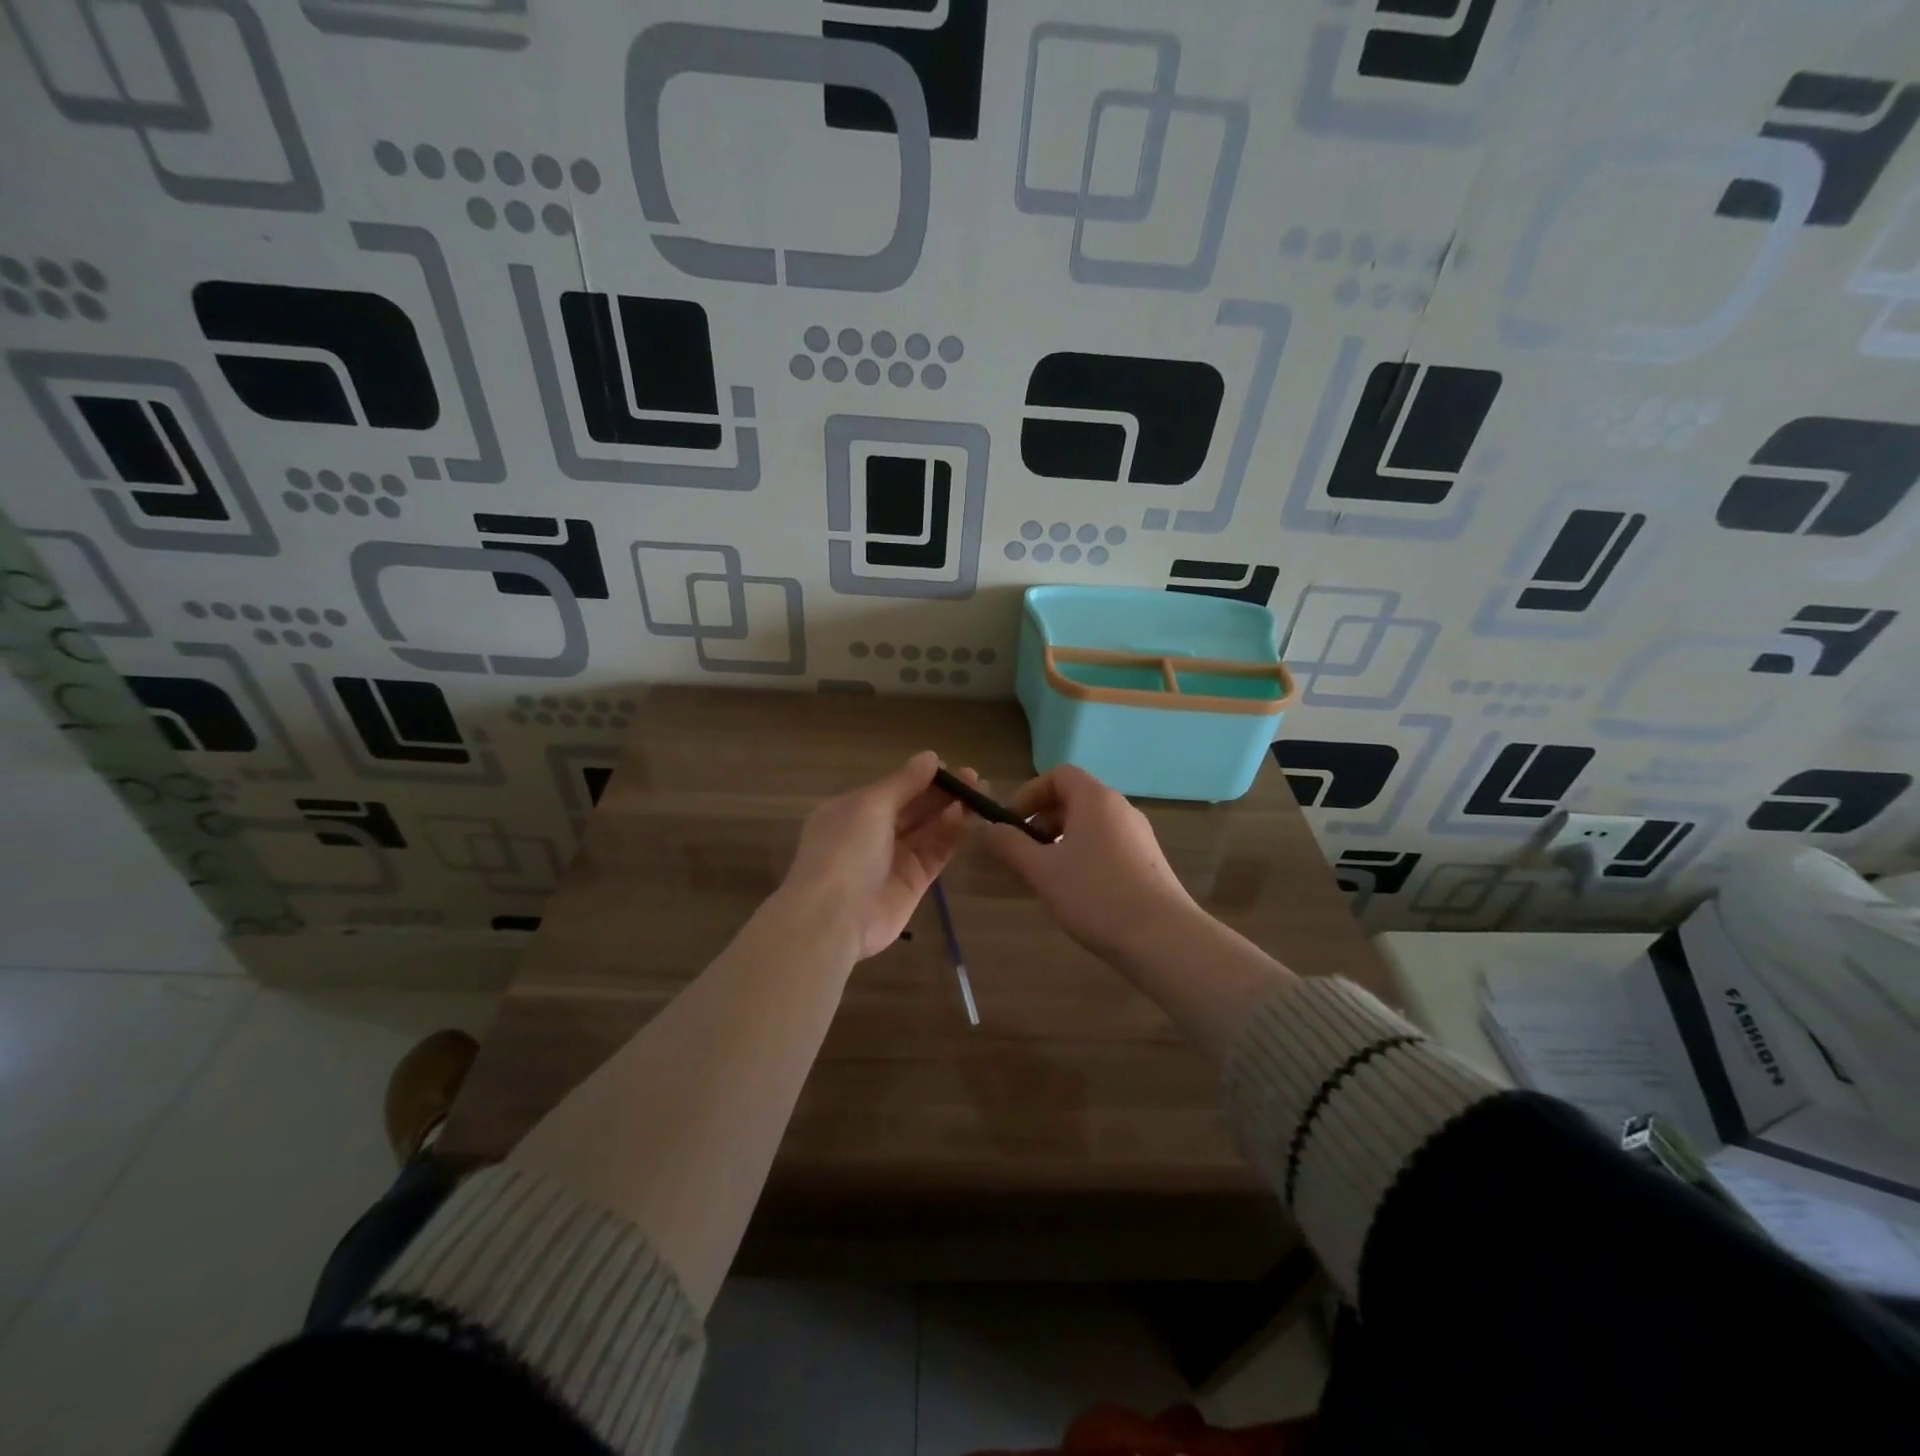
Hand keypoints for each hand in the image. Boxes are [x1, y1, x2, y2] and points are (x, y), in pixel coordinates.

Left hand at [780, 750, 971, 960]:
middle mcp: (872, 834)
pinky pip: (934, 854)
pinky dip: (949, 836)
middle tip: (975, 779)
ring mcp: (892, 860)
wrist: (834, 917)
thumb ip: (903, 782)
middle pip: (913, 808)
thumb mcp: (870, 806)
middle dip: (942, 793)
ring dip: (951, 811)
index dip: (922, 777)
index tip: (952, 767)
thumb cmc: (845, 850)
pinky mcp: (912, 883)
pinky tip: (966, 818)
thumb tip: (930, 757)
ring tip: (979, 794)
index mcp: (852, 811)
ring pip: (927, 830)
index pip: (893, 789)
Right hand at [982, 763, 1199, 958]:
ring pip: (1090, 825)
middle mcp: (1120, 808)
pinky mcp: (1148, 861)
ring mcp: (1138, 835)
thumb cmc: (1096, 895)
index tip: (1010, 823)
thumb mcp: (1042, 871)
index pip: (1058, 775)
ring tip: (1044, 877)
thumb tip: (987, 829)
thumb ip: (1010, 845)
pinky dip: (1083, 856)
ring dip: (1060, 842)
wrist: (1163, 938)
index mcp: (1095, 799)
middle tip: (1022, 854)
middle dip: (1042, 822)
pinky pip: (1106, 845)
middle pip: (1074, 799)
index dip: (1029, 793)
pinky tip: (1076, 892)